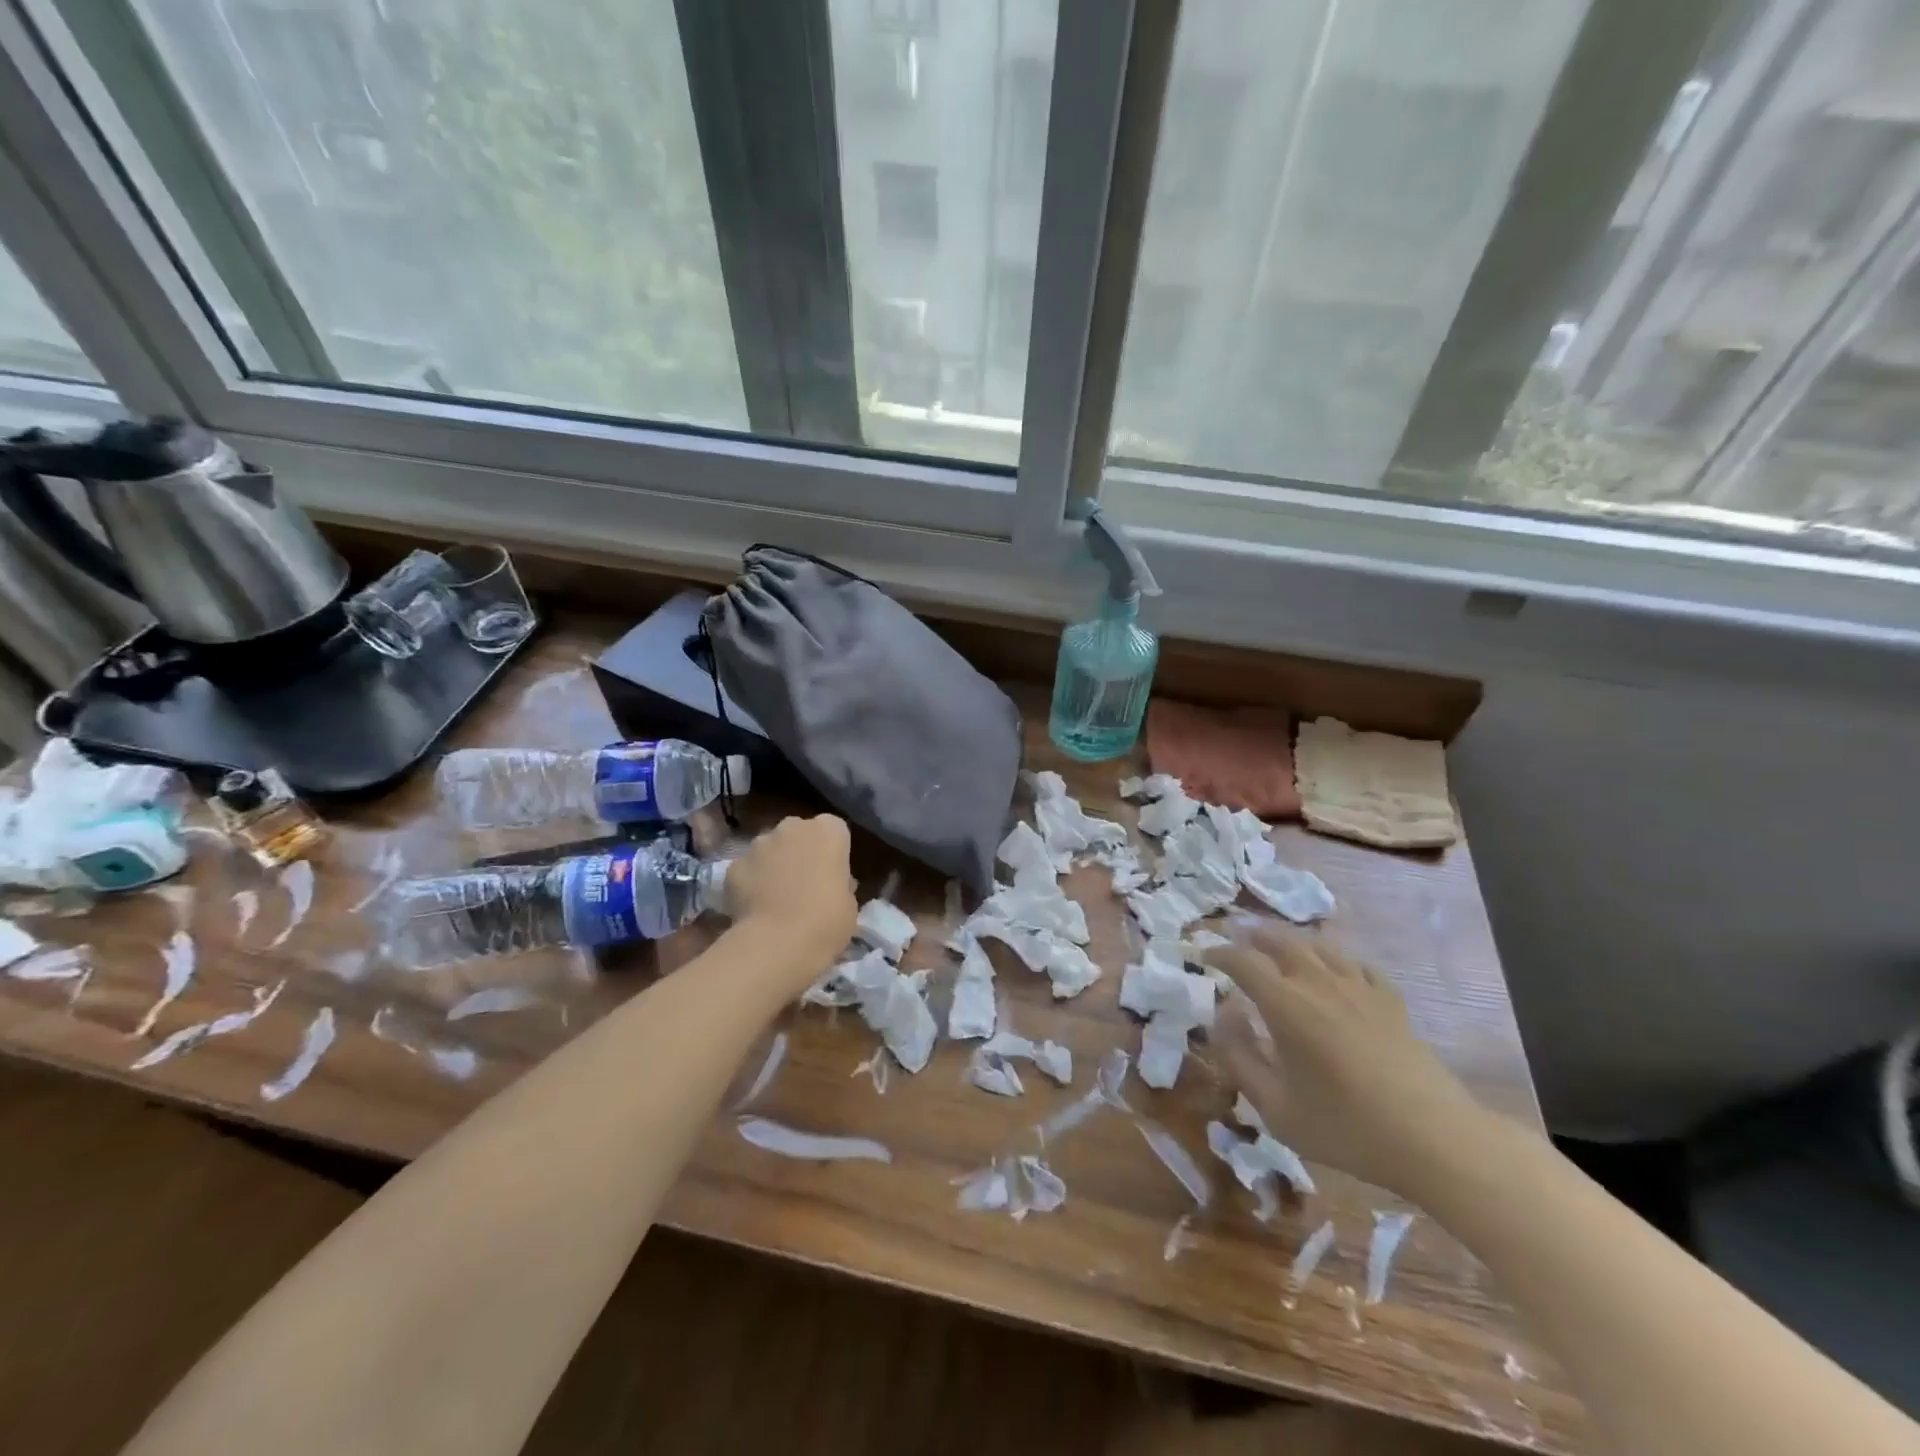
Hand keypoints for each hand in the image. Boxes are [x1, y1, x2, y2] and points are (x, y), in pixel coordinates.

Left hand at [723, 815, 856, 975]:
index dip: (832, 852)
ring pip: (768, 849)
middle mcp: (793, 826)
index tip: (832, 874)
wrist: (778, 943)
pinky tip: (754, 909)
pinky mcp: (733, 865)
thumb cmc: (827, 921)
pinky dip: (749, 884)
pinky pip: (746, 870)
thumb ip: (840, 884)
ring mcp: (759, 843)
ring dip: (773, 865)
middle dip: (800, 852)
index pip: (834, 830)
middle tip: (804, 885)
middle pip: (798, 833)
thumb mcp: (849, 904)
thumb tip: (828, 885)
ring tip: (775, 899)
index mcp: (828, 830)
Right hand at [1207, 925, 1487, 1197]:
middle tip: (1239, 938)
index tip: (1205, 956)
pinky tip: (1336, 969)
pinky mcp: (1391, 1001)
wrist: (1434, 1140)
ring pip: (1320, 946)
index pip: (1242, 961)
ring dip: (1293, 940)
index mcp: (1286, 1004)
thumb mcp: (1275, 1107)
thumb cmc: (1345, 1127)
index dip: (1219, 953)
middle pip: (1282, 940)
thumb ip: (1239, 1057)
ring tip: (1280, 946)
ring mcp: (1359, 988)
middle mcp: (1319, 983)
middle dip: (1254, 935)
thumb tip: (1224, 1015)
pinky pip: (1357, 964)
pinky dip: (1336, 959)